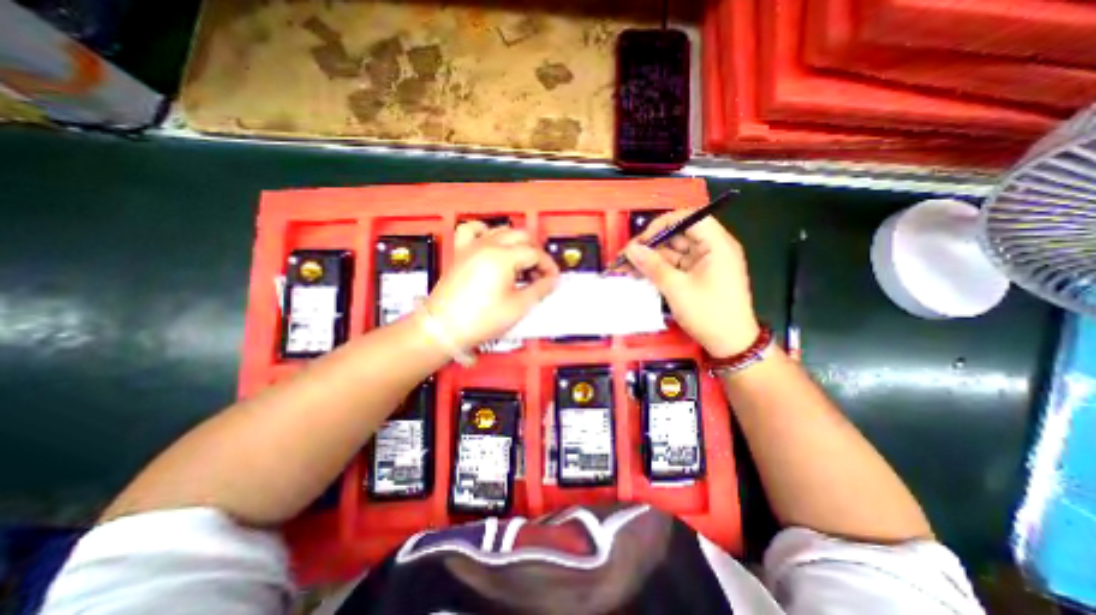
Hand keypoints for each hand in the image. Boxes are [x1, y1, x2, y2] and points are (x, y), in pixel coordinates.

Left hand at [420, 222, 556, 349]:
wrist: (444, 328)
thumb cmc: (478, 320)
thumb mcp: (518, 307)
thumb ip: (540, 290)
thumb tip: (551, 281)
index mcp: (502, 257)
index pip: (535, 253)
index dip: (548, 266)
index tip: (552, 279)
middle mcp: (487, 245)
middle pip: (521, 236)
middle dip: (536, 253)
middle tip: (540, 272)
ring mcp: (472, 247)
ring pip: (501, 230)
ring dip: (517, 244)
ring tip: (521, 263)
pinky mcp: (461, 252)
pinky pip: (472, 230)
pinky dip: (486, 231)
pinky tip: (492, 242)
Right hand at [625, 208, 764, 358]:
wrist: (730, 345)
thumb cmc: (708, 314)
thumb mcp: (677, 289)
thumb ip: (652, 266)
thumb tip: (631, 249)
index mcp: (717, 244)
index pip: (689, 218)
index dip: (663, 224)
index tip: (642, 240)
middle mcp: (712, 248)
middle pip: (678, 235)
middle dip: (651, 244)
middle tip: (626, 257)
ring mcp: (705, 262)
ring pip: (673, 251)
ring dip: (651, 258)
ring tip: (626, 268)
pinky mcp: (698, 275)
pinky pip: (675, 265)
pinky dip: (658, 269)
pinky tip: (639, 274)